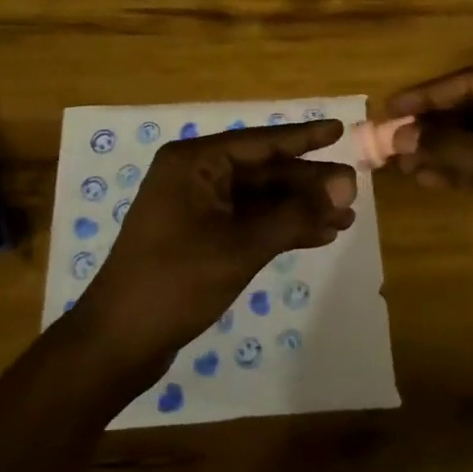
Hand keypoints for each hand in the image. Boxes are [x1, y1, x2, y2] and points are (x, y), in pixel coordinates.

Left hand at [82, 120, 356, 361]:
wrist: (119, 341)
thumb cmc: (176, 281)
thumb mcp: (241, 246)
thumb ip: (294, 214)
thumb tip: (345, 186)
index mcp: (195, 162)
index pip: (260, 142)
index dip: (303, 137)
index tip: (338, 129)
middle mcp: (195, 176)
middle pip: (263, 172)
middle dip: (307, 183)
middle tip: (353, 191)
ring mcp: (196, 208)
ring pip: (259, 199)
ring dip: (299, 209)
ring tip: (345, 219)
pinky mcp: (199, 237)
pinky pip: (248, 222)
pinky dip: (280, 228)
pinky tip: (317, 236)